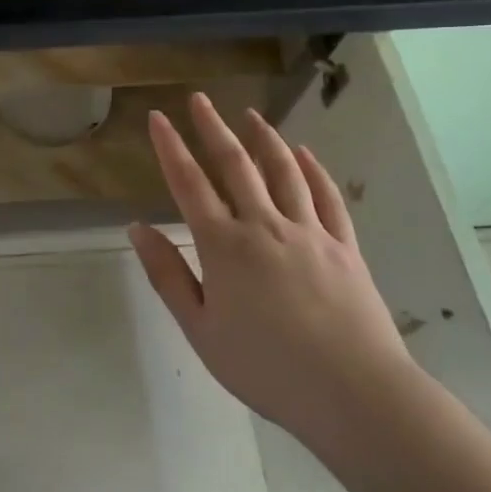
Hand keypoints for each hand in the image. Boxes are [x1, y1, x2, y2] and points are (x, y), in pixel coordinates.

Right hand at [128, 93, 414, 453]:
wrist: (353, 393)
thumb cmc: (266, 367)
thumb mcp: (201, 330)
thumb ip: (168, 276)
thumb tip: (137, 228)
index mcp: (224, 246)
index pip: (189, 183)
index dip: (170, 147)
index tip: (158, 117)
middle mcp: (264, 225)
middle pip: (235, 164)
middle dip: (213, 128)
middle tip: (200, 99)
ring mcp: (309, 231)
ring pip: (283, 171)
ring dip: (264, 138)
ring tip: (250, 115)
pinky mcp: (344, 246)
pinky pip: (326, 196)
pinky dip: (313, 170)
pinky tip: (304, 154)